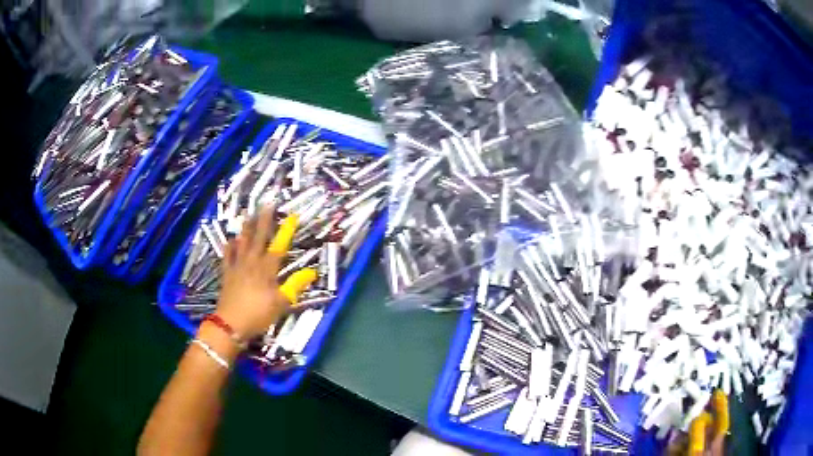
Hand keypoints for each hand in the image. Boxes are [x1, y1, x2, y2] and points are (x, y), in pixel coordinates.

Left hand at [215, 207, 315, 339]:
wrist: (231, 323)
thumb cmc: (258, 314)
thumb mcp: (281, 303)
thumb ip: (295, 286)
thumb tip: (312, 272)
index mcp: (267, 269)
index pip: (278, 246)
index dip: (286, 231)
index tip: (291, 216)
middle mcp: (252, 262)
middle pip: (258, 238)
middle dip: (264, 220)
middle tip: (266, 204)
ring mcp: (237, 266)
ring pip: (242, 242)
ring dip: (246, 228)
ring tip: (249, 215)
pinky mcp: (227, 274)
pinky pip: (227, 256)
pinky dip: (229, 246)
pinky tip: (231, 239)